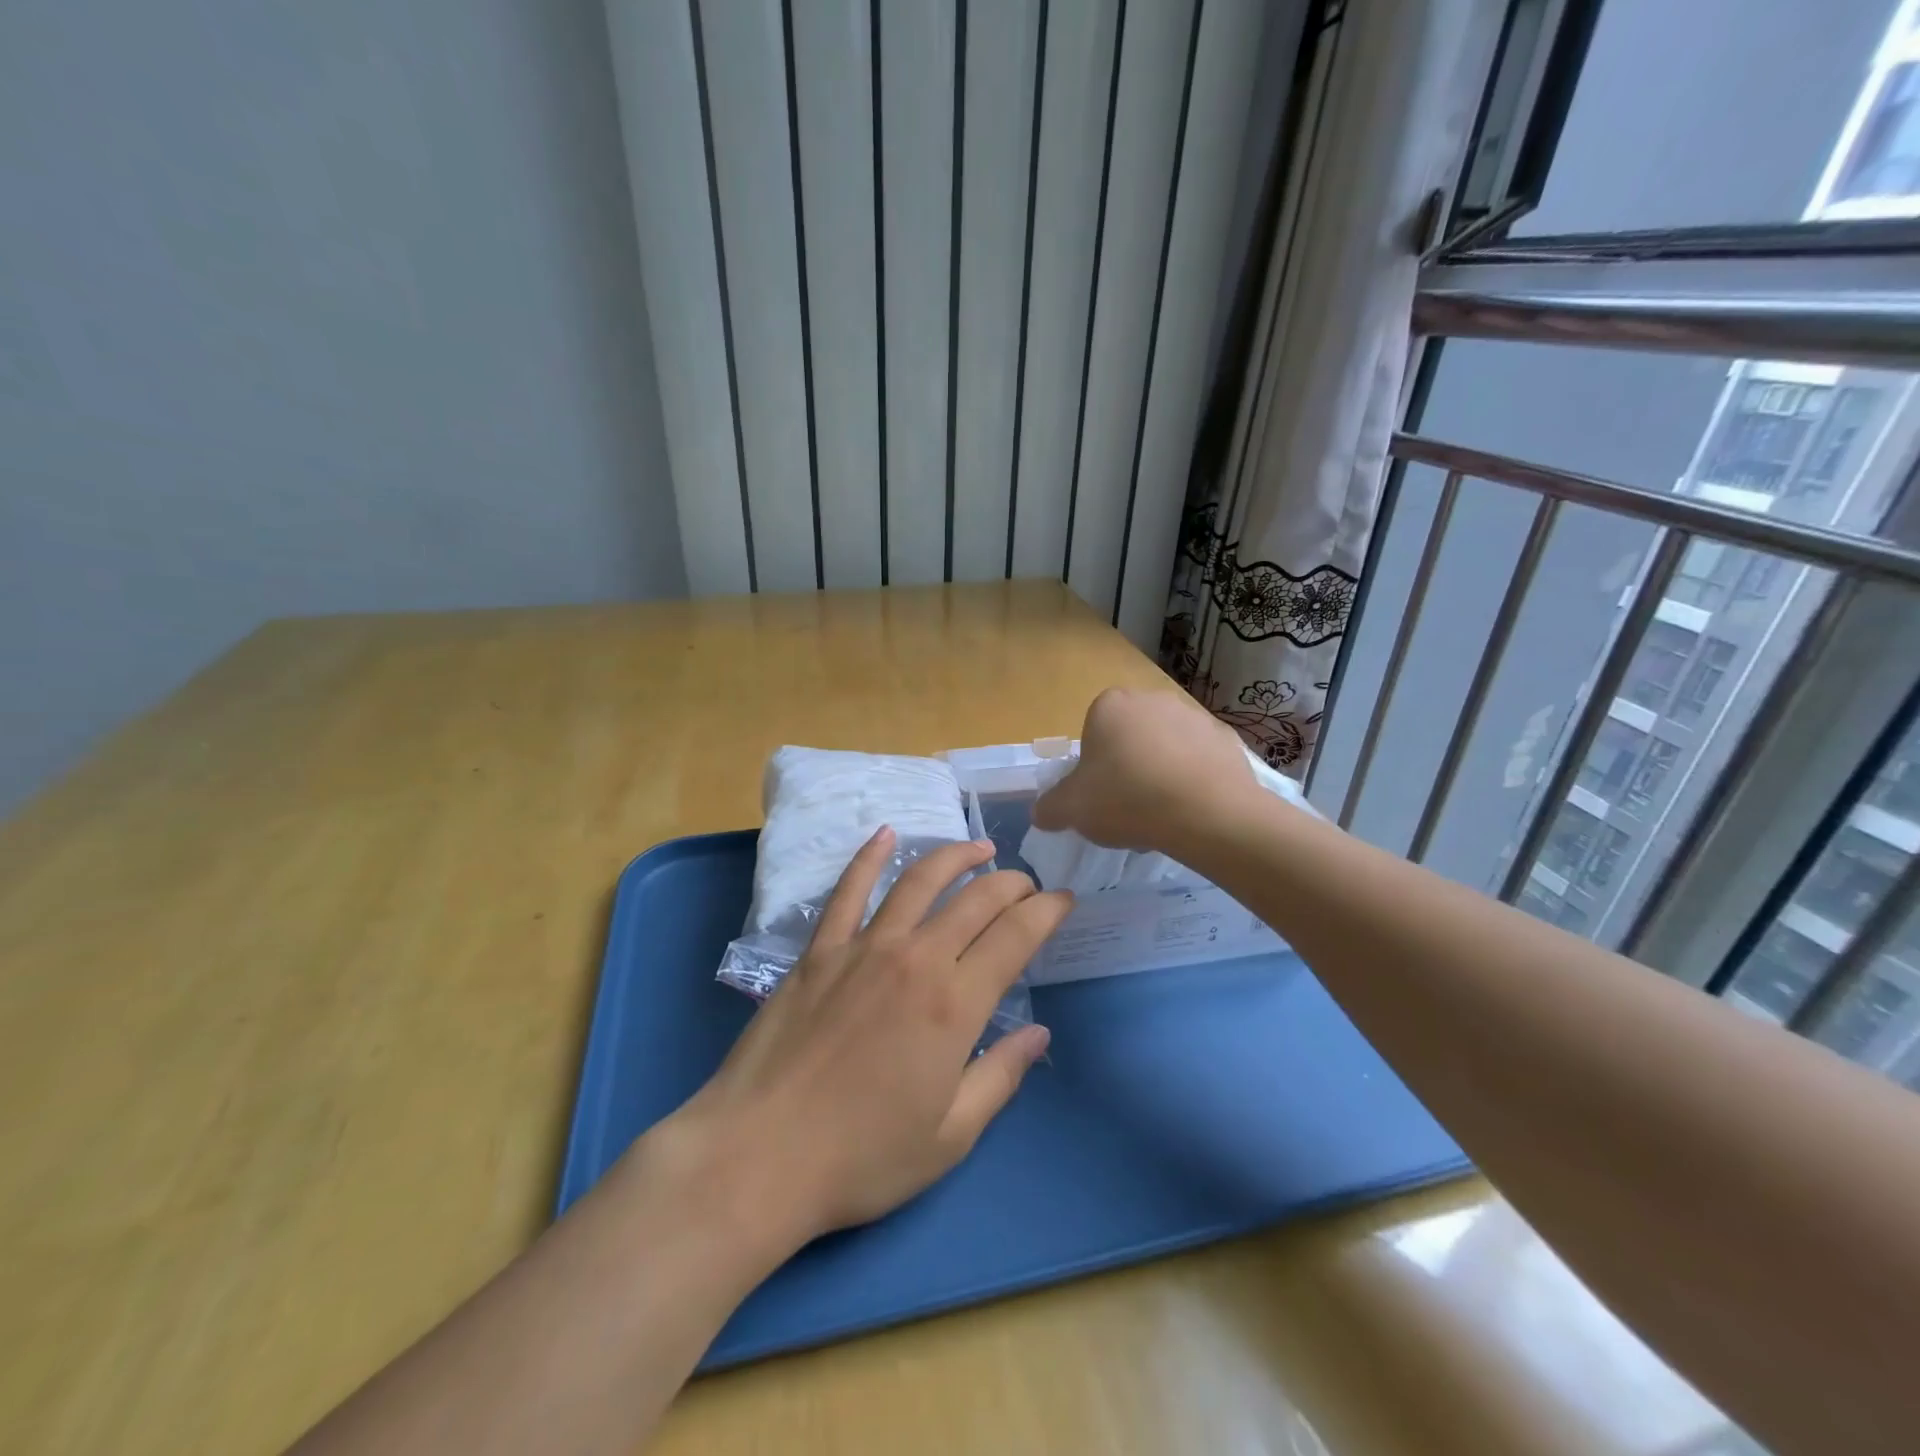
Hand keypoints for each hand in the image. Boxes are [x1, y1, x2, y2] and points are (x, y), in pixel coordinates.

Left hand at [646, 830, 1068, 1250]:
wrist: (759, 1155)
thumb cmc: (862, 1157)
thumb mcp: (950, 1136)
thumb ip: (1001, 1076)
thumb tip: (1039, 1034)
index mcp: (955, 1004)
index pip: (1016, 936)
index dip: (1046, 911)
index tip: (1063, 900)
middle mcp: (915, 959)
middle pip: (976, 900)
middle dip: (1011, 883)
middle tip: (1026, 883)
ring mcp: (863, 947)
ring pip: (919, 881)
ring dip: (955, 857)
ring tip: (979, 848)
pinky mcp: (819, 950)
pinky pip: (849, 889)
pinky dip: (870, 856)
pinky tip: (886, 834)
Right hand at [1032, 687, 1255, 854]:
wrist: (1206, 813)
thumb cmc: (1126, 800)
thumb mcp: (1071, 810)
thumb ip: (1049, 808)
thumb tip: (1041, 813)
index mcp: (1109, 706)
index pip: (1093, 732)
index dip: (1093, 767)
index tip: (1100, 795)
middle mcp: (1151, 699)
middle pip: (1130, 737)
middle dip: (1128, 766)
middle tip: (1128, 806)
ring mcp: (1193, 715)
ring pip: (1166, 747)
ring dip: (1161, 772)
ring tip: (1163, 813)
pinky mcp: (1226, 738)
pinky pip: (1199, 759)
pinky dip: (1194, 779)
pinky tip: (1192, 809)